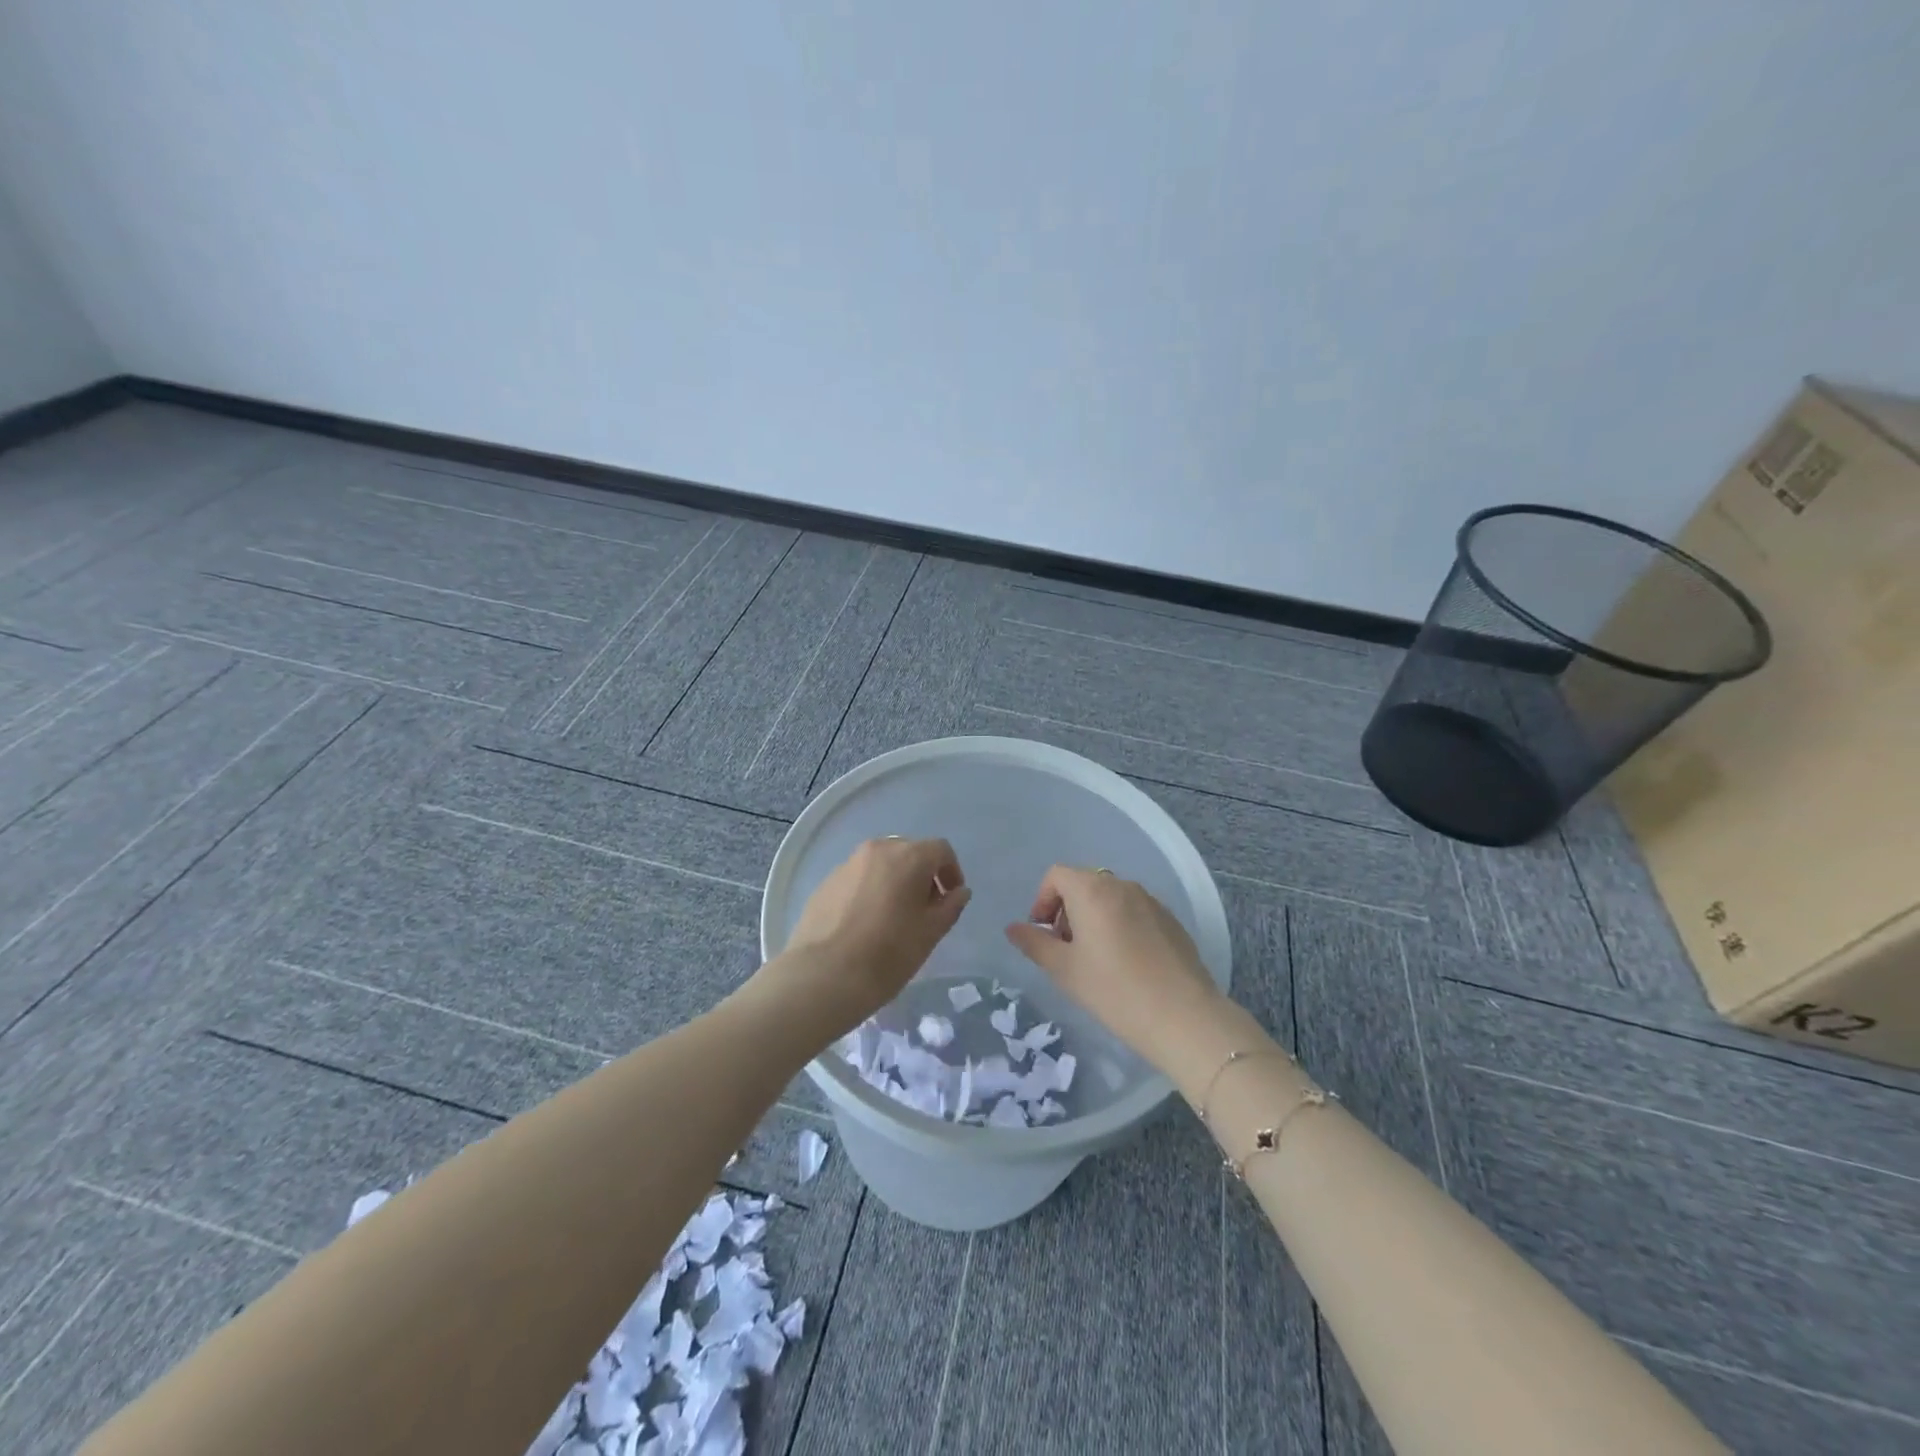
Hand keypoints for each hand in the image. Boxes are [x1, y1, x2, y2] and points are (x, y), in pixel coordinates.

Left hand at [774, 837, 970, 1031]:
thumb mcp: (930, 933)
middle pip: (909, 852)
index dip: (952, 872)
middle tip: (924, 909)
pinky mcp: (826, 882)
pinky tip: (865, 923)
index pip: (941, 850)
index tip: (950, 899)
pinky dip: (870, 890)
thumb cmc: (887, 954)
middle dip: (922, 875)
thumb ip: (950, 907)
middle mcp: (877, 850)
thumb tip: (959, 891)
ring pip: (881, 864)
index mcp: (908, 856)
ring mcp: (847, 864)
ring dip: (895, 882)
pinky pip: (858, 878)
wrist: (823, 976)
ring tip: (894, 917)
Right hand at [1004, 865, 1222, 1073]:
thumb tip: (1014, 928)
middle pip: (1084, 883)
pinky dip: (1120, 925)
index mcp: (1092, 890)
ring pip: (1110, 897)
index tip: (1044, 934)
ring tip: (1096, 959)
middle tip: (1067, 949)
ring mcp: (1150, 900)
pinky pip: (1134, 911)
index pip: (1057, 875)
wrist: (1183, 1016)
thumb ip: (1035, 943)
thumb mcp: (1064, 970)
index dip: (1042, 900)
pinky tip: (1127, 964)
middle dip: (1067, 910)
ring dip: (1093, 917)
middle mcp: (1121, 885)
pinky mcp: (1170, 919)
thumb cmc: (1113, 990)